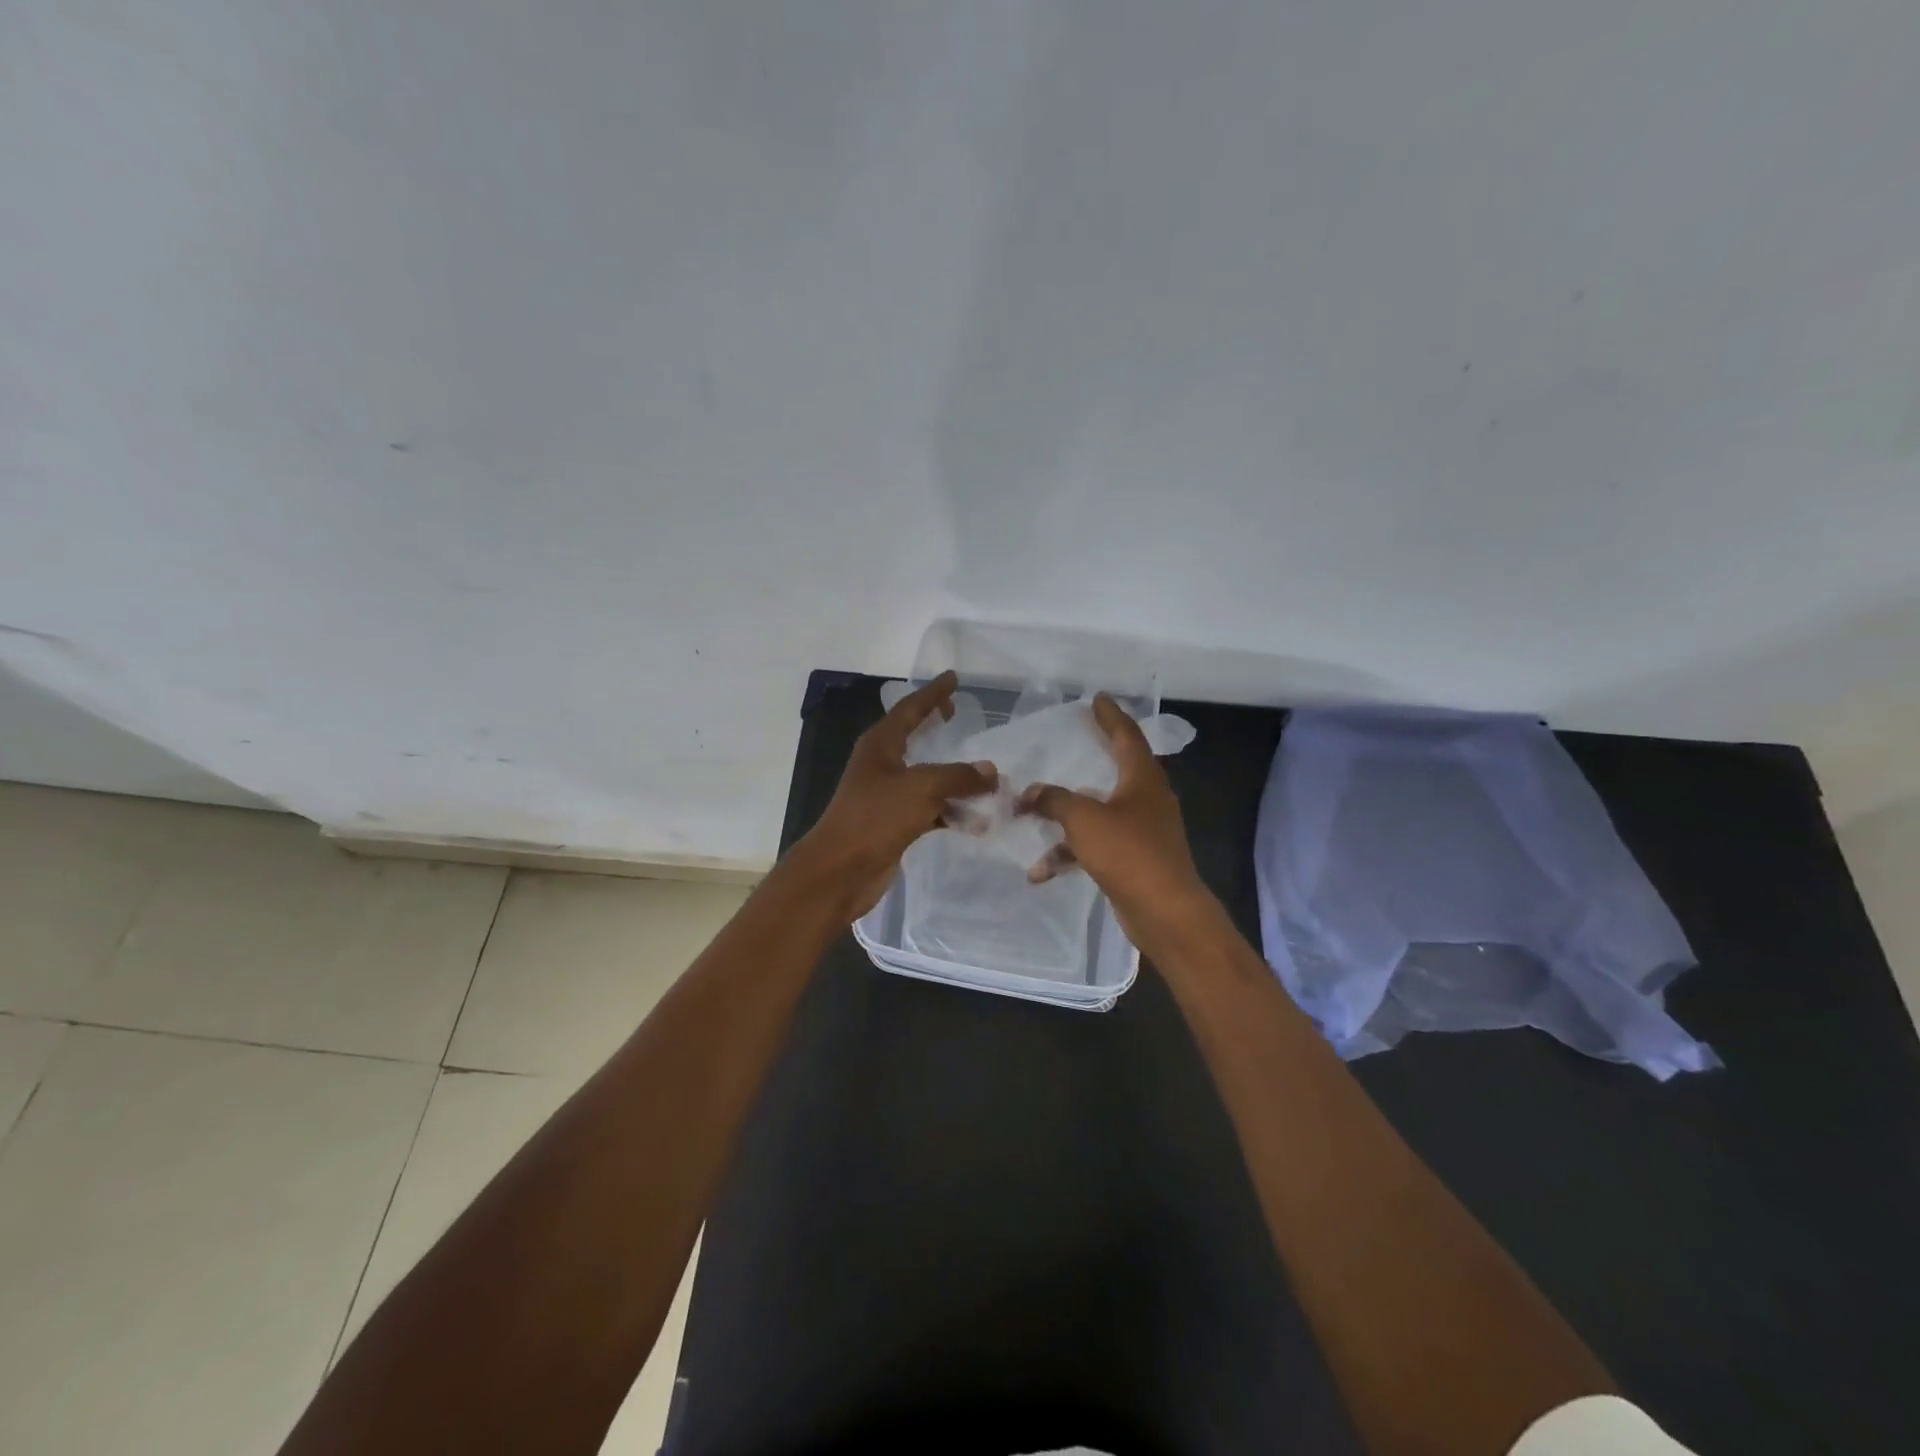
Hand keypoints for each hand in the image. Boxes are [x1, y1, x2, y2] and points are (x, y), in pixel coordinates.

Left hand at [796, 671, 996, 920]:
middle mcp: (882, 766)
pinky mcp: (894, 824)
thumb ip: (959, 776)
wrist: (841, 870)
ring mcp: (887, 796)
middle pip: (914, 738)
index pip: (909, 709)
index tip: (953, 678)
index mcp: (880, 745)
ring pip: (927, 778)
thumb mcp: (922, 788)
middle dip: (937, 727)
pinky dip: (952, 812)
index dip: (932, 693)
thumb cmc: (875, 818)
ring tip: (987, 777)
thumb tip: (990, 771)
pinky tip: (978, 820)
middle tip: (959, 715)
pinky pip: (930, 810)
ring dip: (955, 778)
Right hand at [1017, 695, 1216, 952]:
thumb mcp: (1084, 819)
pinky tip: (1041, 871)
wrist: (1165, 912)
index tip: (1097, 698)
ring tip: (1030, 818)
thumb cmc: (1129, 853)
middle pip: (1114, 770)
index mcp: (1143, 778)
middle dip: (1088, 759)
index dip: (1110, 715)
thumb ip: (1054, 800)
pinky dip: (1071, 852)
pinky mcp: (1134, 860)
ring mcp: (1143, 831)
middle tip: (1068, 741)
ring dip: (1065, 818)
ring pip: (1099, 812)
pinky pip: (1096, 845)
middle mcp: (1147, 799)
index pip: (1126, 735)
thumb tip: (1029, 793)